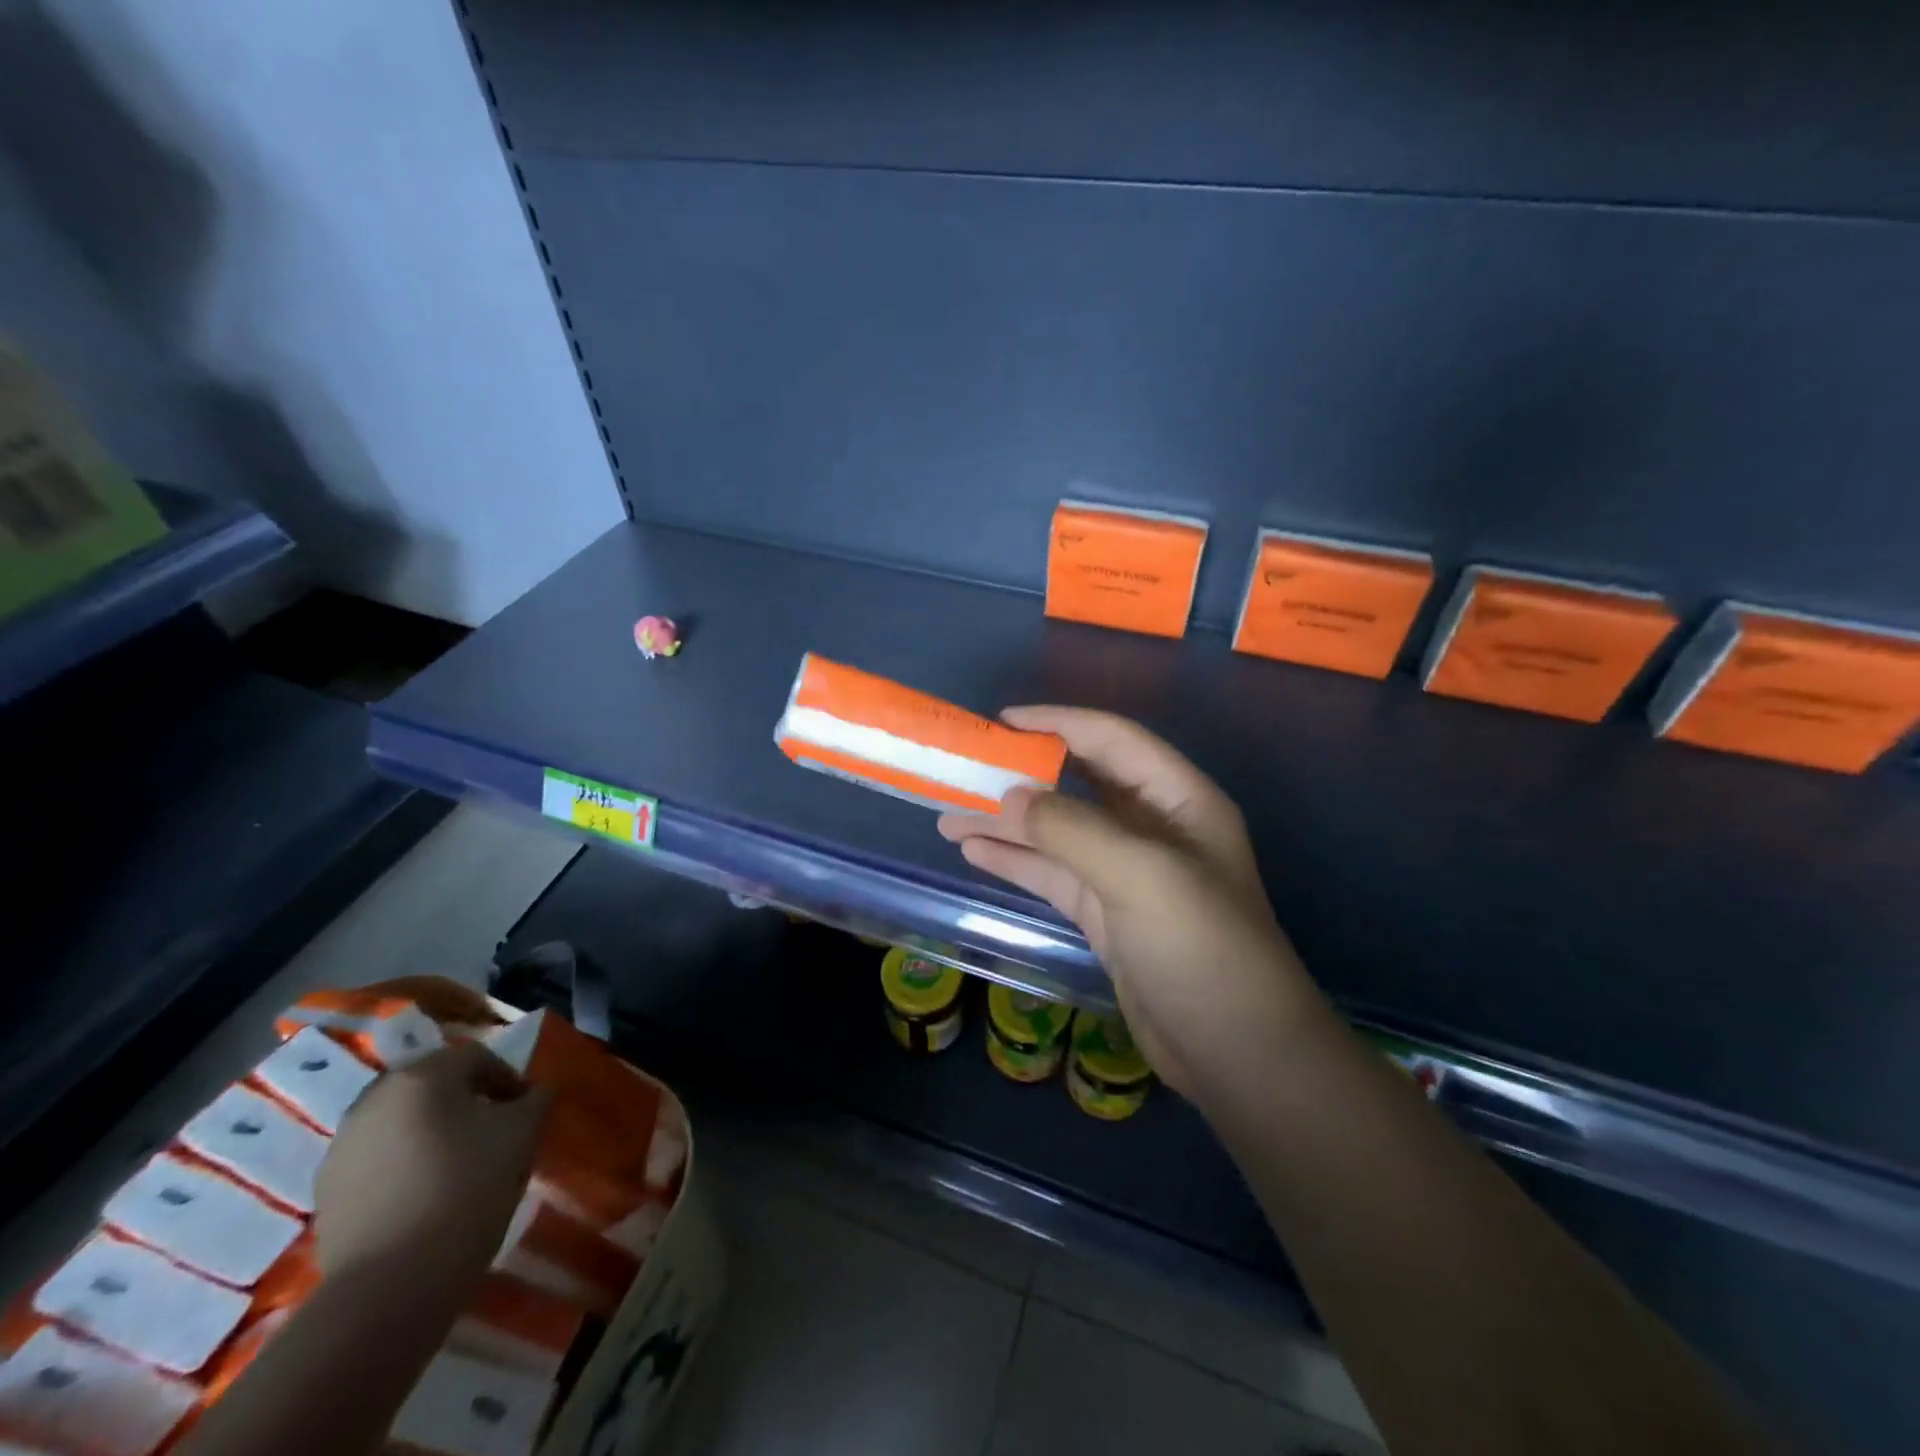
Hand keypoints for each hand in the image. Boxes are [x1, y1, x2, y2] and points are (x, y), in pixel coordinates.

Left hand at [315, 1040, 551, 1287]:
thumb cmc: (467, 1188)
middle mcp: (376, 1098)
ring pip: (403, 1121)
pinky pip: (378, 1157)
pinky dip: (405, 1163)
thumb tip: (538, 1092)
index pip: (475, 1057)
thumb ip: (535, 1100)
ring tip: (461, 1165)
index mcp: (423, 1075)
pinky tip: (426, 1194)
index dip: (508, 1078)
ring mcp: (343, 1145)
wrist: (390, 1284)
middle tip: (495, 1131)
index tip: (526, 1110)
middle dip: (467, 1101)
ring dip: (433, 1131)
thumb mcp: (522, 1134)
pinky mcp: (327, 1190)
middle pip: (434, 1085)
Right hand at [938, 707, 1331, 1100]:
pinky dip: (1015, 861)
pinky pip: (1053, 873)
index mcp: (1178, 799)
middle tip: (965, 768)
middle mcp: (1152, 827)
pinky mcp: (1106, 913)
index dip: (1058, 723)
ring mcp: (1127, 873)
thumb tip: (1009, 797)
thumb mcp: (1142, 875)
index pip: (1112, 740)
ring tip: (948, 814)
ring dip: (1007, 822)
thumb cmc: (1203, 948)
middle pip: (1079, 783)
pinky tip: (974, 851)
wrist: (1237, 1054)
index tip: (1001, 722)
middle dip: (1024, 774)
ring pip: (1058, 831)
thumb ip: (1072, 830)